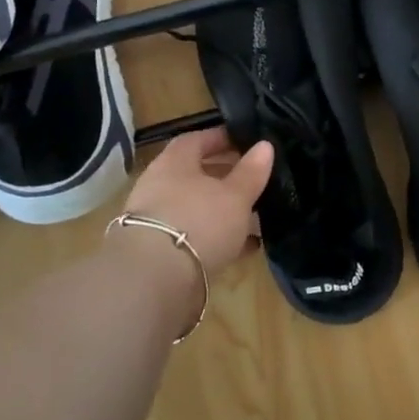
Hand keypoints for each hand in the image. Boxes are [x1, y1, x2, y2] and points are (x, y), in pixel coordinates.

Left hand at [119, 127, 275, 274]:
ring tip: (255, 215)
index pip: (197, 140)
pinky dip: (218, 238)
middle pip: (195, 174)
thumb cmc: (198, 222)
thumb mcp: (235, 196)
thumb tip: (265, 145)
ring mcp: (156, 220)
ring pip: (195, 207)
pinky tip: (245, 247)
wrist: (153, 281)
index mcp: (174, 163)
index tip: (246, 142)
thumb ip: (251, 171)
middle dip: (224, 176)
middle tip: (253, 179)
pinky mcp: (159, 252)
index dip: (222, 139)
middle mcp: (159, 186)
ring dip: (222, 209)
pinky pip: (194, 236)